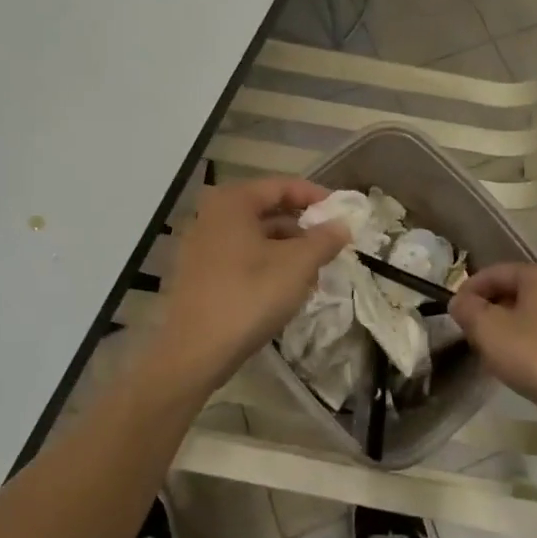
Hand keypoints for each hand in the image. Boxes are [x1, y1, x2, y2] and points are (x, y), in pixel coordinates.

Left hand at [152, 177, 349, 397]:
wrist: (194, 352)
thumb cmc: (249, 296)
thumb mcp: (297, 266)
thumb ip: (324, 240)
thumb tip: (342, 225)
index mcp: (233, 202)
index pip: (282, 185)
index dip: (316, 196)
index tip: (342, 213)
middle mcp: (212, 214)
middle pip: (267, 209)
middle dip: (303, 227)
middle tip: (331, 245)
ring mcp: (201, 244)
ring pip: (255, 235)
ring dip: (288, 248)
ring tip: (314, 272)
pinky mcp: (199, 272)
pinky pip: (241, 256)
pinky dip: (267, 263)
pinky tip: (286, 288)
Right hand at [449, 263, 536, 434]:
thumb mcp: (491, 332)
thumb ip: (468, 311)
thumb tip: (460, 301)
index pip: (492, 272)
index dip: (468, 291)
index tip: (454, 316)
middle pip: (512, 293)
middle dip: (488, 313)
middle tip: (472, 338)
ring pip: (529, 316)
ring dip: (507, 332)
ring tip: (494, 358)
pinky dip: (529, 346)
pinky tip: (524, 370)